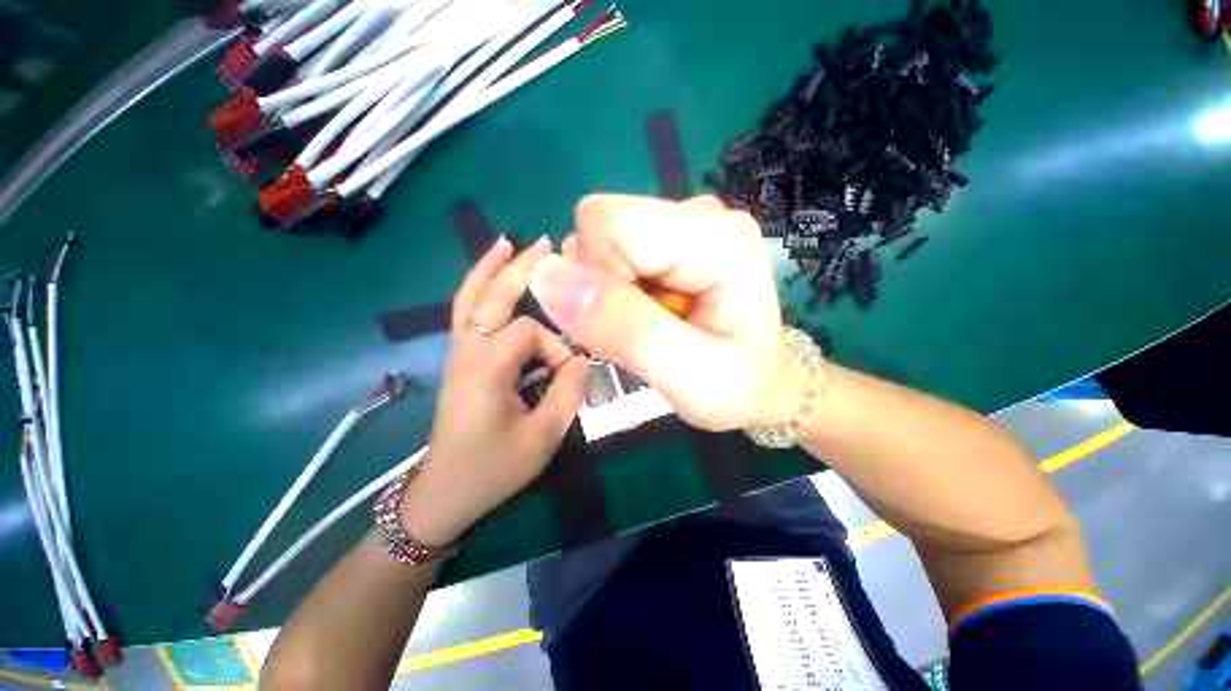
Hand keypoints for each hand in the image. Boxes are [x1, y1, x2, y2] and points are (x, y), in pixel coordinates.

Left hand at [400, 237, 587, 545]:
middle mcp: (466, 351)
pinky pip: (465, 313)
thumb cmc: (494, 468)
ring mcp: (457, 353)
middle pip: (491, 295)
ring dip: (489, 268)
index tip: (567, 373)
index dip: (555, 346)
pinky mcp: (459, 360)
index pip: (529, 332)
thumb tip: (581, 360)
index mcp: (486, 369)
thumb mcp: (543, 437)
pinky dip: (477, 288)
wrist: (447, 492)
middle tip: (546, 243)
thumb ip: (568, 393)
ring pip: (468, 298)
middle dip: (519, 267)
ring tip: (508, 243)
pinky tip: (490, 278)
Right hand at [528, 194, 802, 431]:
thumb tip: (545, 276)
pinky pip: (607, 251)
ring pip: (597, 238)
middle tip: (636, 329)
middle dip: (598, 284)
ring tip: (645, 324)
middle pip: (600, 225)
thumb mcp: (690, 378)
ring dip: (603, 289)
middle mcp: (700, 214)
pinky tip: (643, 311)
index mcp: (720, 239)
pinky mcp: (666, 237)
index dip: (596, 280)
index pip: (612, 226)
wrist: (762, 381)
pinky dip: (610, 287)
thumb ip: (625, 330)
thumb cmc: (739, 387)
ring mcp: (682, 221)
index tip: (623, 328)